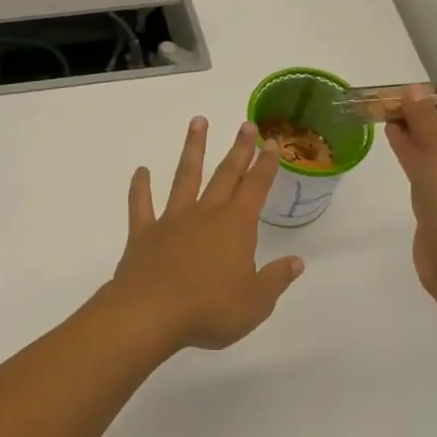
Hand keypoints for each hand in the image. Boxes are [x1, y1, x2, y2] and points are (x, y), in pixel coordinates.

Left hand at [106, 117, 305, 352]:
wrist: (151, 314)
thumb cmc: (210, 309)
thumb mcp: (255, 302)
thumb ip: (275, 279)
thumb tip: (296, 262)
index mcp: (236, 226)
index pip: (256, 188)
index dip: (266, 165)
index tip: (271, 142)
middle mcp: (205, 214)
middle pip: (225, 174)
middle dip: (238, 149)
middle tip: (246, 124)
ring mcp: (172, 220)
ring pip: (185, 176)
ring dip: (193, 149)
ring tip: (198, 122)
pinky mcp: (144, 234)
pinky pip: (141, 205)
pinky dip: (140, 187)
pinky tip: (140, 171)